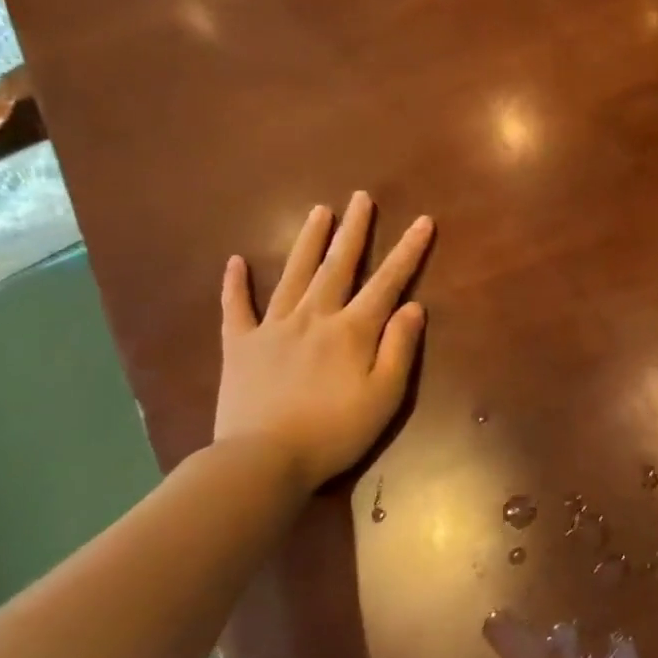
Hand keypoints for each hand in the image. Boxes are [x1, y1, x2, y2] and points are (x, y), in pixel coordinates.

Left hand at [214, 193, 433, 495]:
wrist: (263, 459)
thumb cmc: (335, 431)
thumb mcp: (385, 396)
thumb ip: (399, 348)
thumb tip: (413, 307)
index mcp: (353, 331)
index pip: (388, 282)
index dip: (408, 251)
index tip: (422, 221)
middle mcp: (314, 317)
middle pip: (337, 266)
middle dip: (354, 231)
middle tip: (361, 198)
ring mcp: (273, 328)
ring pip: (293, 275)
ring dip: (308, 242)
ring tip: (319, 212)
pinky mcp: (240, 346)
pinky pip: (236, 308)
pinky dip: (235, 284)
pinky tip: (235, 262)